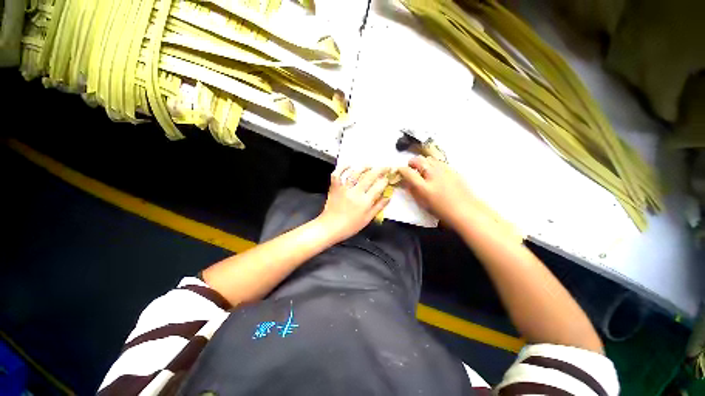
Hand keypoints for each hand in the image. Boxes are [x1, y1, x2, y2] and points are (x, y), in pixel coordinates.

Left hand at [317, 166, 390, 241]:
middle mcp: (355, 193)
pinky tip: (349, 165)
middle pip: (370, 176)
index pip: (379, 186)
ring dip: (364, 167)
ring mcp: (344, 188)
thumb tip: (388, 197)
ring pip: (355, 173)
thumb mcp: (367, 219)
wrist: (330, 227)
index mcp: (365, 202)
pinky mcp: (335, 187)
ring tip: (370, 165)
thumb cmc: (350, 226)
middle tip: (384, 167)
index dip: (385, 180)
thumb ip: (378, 207)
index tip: (388, 178)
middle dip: (379, 170)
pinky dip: (342, 168)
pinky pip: (338, 174)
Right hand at [398, 156, 476, 228]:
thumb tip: (407, 183)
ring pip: (429, 158)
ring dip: (422, 162)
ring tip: (422, 170)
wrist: (466, 210)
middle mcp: (433, 174)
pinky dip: (432, 164)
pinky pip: (438, 162)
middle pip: (418, 160)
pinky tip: (435, 172)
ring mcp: (444, 170)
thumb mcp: (423, 203)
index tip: (399, 171)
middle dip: (411, 163)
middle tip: (411, 169)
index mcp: (424, 185)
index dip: (401, 170)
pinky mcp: (452, 169)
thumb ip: (413, 191)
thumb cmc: (442, 210)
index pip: (408, 171)